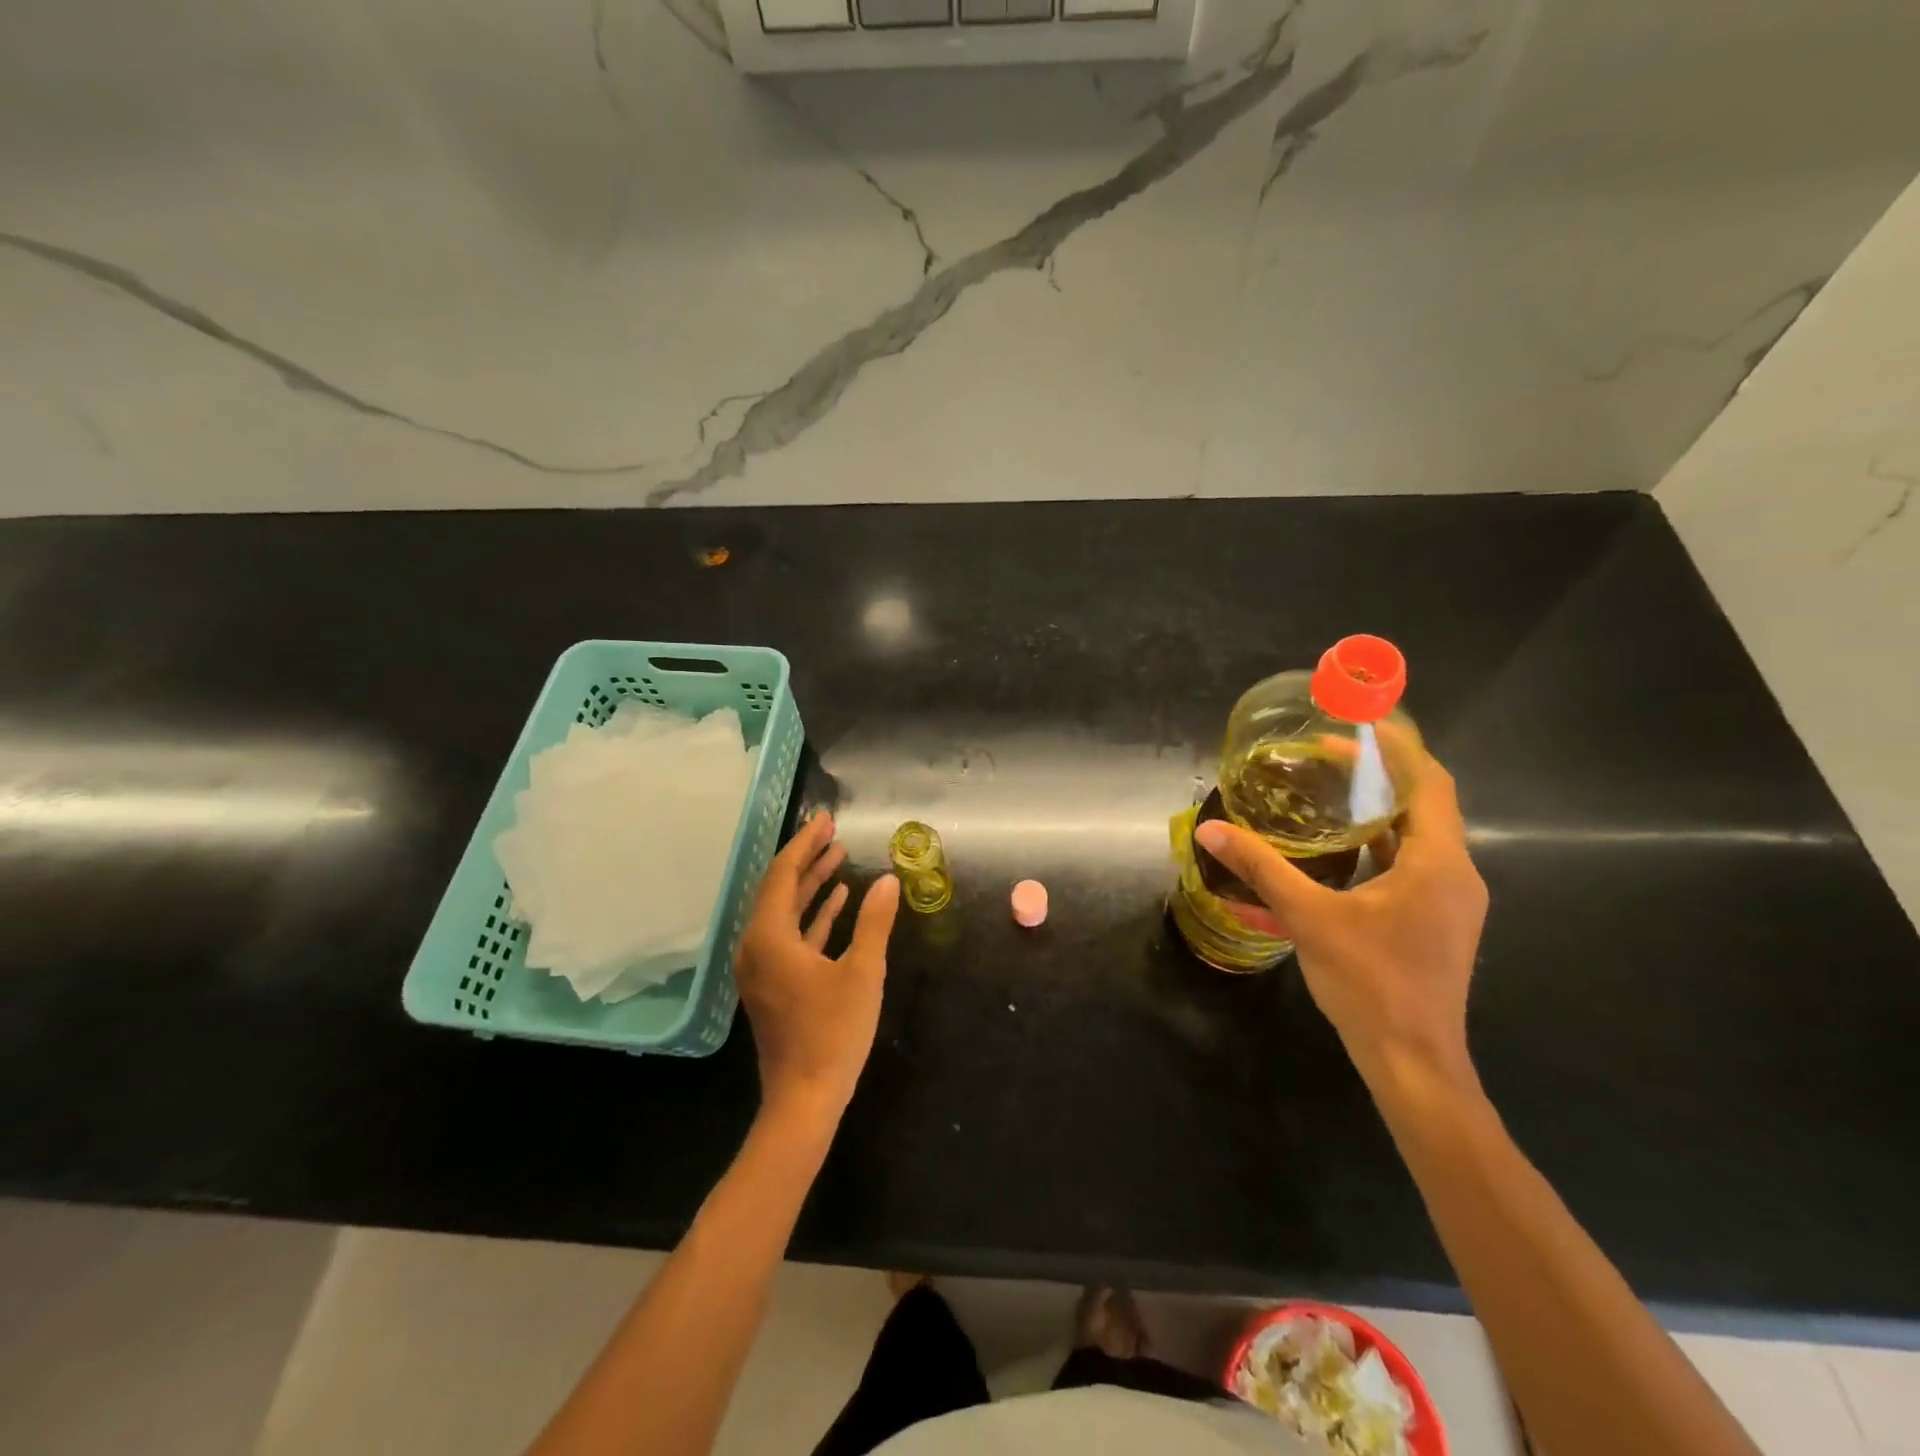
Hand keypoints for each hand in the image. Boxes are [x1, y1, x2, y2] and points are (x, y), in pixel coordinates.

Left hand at [735, 813, 900, 1118]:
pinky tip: (837, 901)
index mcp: (769, 938)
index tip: (826, 820)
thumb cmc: (833, 1033)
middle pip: (780, 889)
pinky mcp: (773, 984)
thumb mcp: (862, 972)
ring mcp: (762, 967)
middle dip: (807, 858)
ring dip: (812, 885)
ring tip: (838, 857)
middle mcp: (756, 946)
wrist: (804, 1098)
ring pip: (786, 912)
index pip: (783, 875)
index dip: (805, 844)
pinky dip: (812, 916)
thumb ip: (874, 922)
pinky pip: (790, 936)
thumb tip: (889, 881)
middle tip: (833, 832)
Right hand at [1194, 736, 1486, 1096]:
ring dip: (1384, 808)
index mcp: (1438, 863)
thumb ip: (1261, 868)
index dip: (1397, 747)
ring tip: (1336, 789)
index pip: (1427, 782)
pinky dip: (1385, 842)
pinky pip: (1416, 863)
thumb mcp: (1309, 918)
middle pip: (1427, 803)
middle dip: (1383, 772)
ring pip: (1422, 834)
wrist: (1414, 1061)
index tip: (1359, 722)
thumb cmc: (1369, 982)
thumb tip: (1211, 831)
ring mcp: (1452, 901)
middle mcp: (1457, 874)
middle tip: (1332, 753)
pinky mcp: (1440, 921)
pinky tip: (1346, 847)